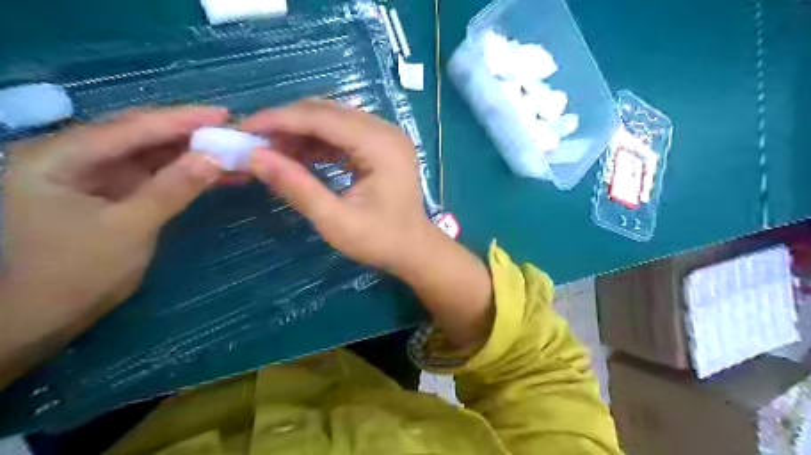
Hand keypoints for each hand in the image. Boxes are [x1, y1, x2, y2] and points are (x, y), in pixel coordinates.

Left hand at [0, 107, 225, 387]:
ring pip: (152, 157)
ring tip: (232, 152)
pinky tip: (215, 174)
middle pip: (141, 137)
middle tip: (232, 131)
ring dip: (192, 156)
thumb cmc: (75, 273)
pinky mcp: (115, 195)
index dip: (180, 120)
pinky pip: (155, 177)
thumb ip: (172, 189)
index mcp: (58, 157)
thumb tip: (214, 157)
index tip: (223, 114)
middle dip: (189, 134)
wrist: (44, 317)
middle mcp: (74, 158)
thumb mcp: (129, 228)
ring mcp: (96, 177)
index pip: (130, 128)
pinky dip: (185, 176)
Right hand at [240, 99, 437, 272]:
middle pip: (327, 112)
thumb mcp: (336, 221)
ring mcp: (385, 136)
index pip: (322, 118)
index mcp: (380, 145)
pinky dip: (317, 142)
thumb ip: (298, 188)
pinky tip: (296, 156)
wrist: (414, 249)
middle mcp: (385, 131)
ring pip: (333, 120)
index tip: (244, 129)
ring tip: (271, 151)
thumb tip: (255, 157)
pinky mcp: (381, 145)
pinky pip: (342, 133)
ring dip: (300, 132)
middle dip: (287, 123)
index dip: (280, 120)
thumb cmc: (381, 240)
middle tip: (254, 141)